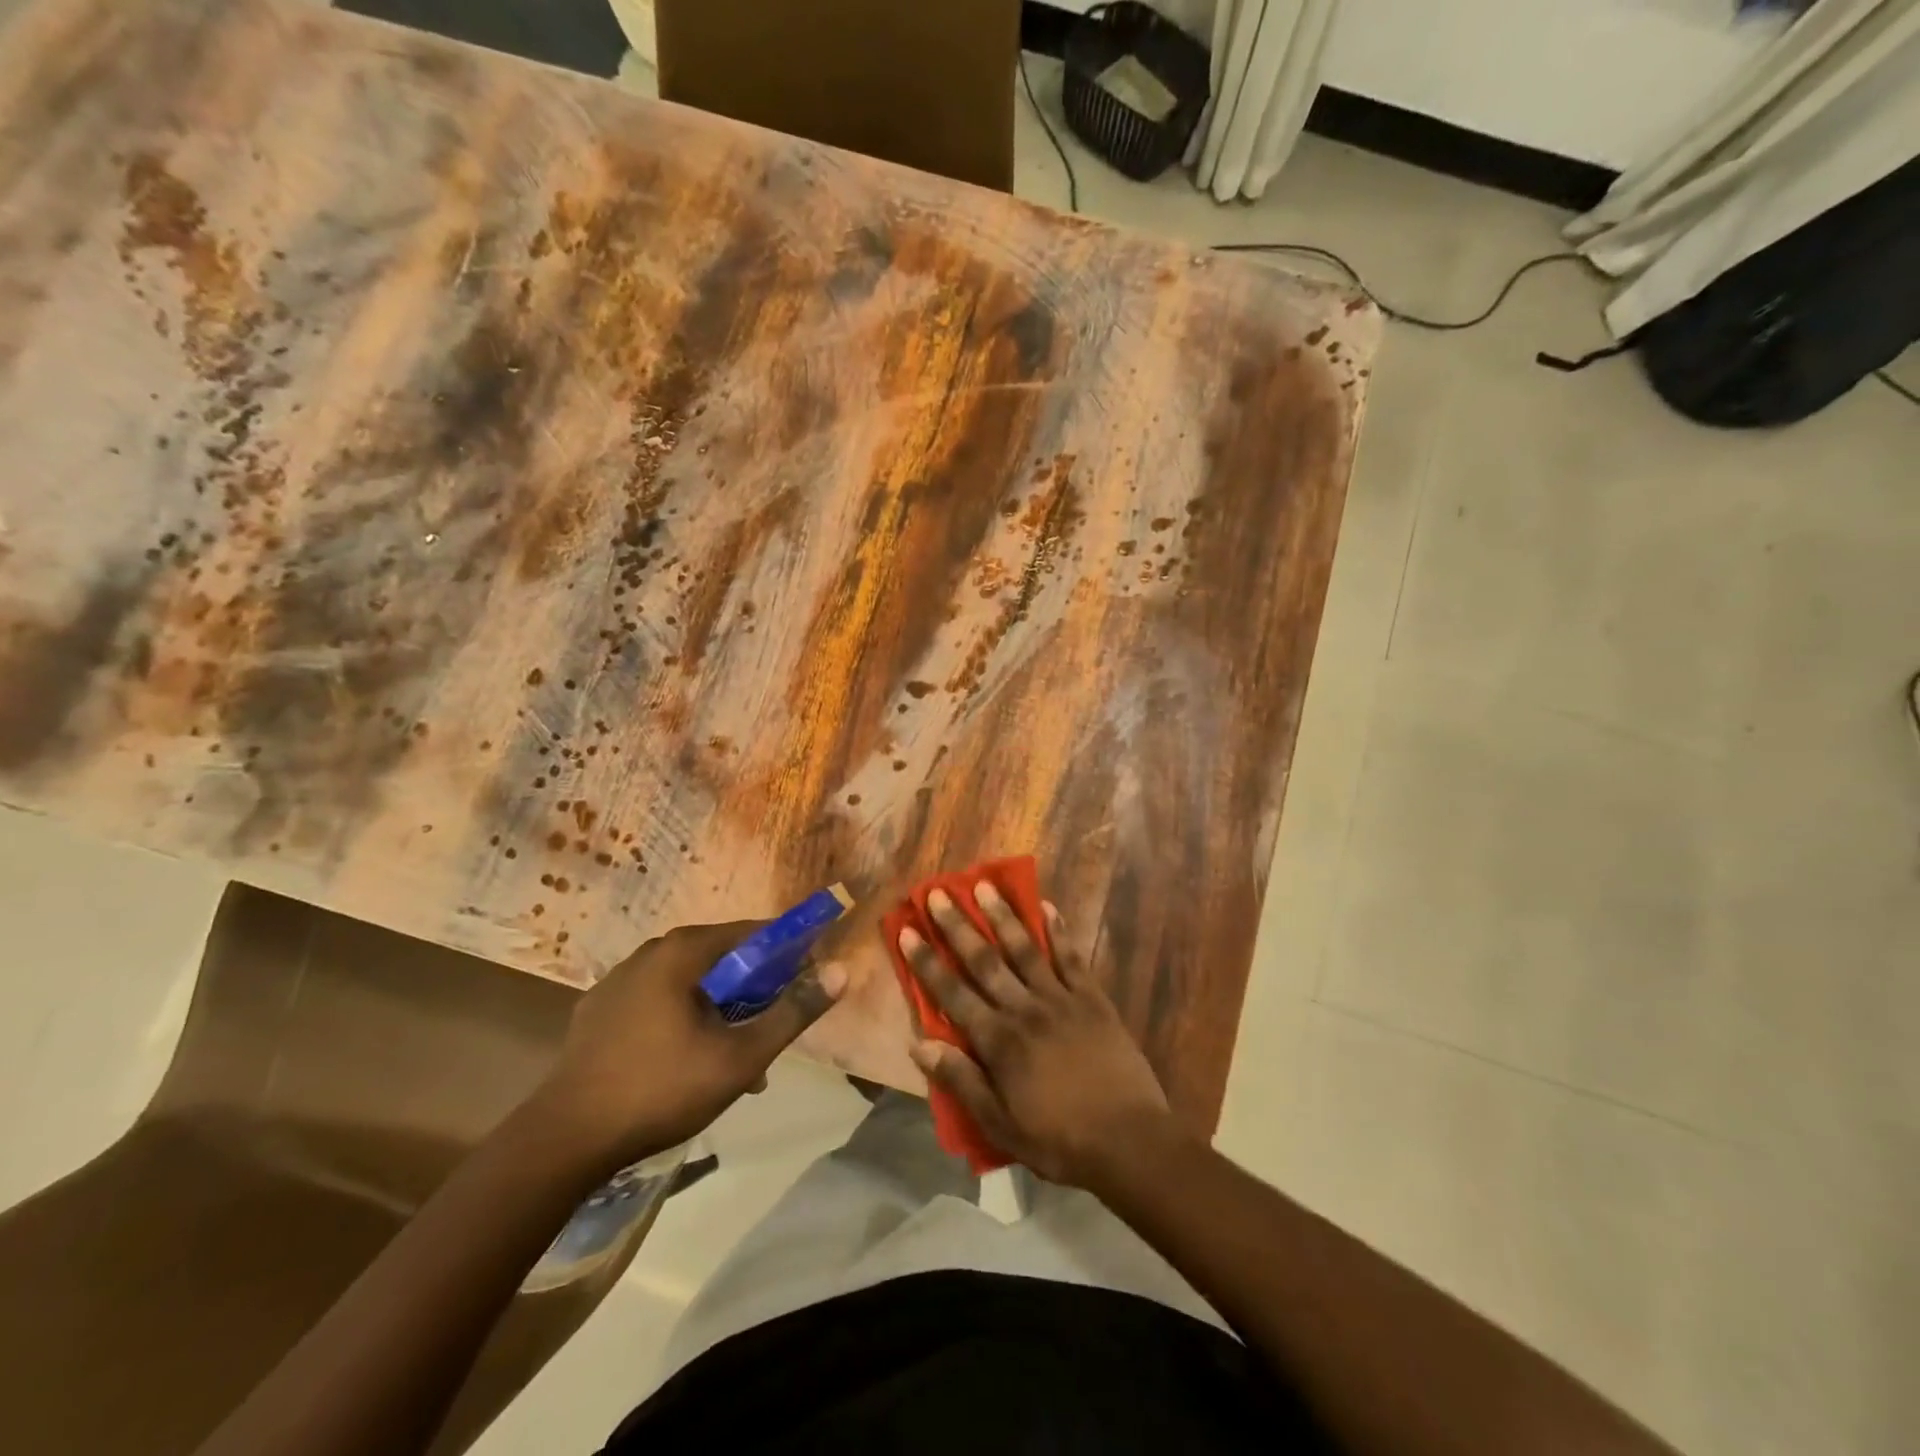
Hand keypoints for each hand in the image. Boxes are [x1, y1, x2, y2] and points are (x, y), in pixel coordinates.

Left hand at [526, 920, 845, 1170]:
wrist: (564, 1140)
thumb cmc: (661, 1089)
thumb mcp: (741, 1056)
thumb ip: (793, 1011)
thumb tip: (841, 970)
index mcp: (684, 951)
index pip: (753, 933)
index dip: (787, 955)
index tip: (805, 984)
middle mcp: (650, 953)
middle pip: (722, 959)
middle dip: (753, 994)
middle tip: (768, 1034)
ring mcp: (619, 981)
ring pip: (689, 984)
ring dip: (719, 1012)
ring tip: (732, 1063)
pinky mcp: (598, 1011)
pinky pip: (657, 1002)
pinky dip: (682, 1020)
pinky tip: (684, 1065)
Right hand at [899, 886, 1182, 1189]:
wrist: (1128, 1141)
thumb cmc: (1058, 1139)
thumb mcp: (999, 1124)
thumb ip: (960, 1081)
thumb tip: (919, 1045)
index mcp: (998, 1041)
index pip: (952, 993)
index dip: (927, 962)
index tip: (908, 931)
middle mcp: (1025, 1009)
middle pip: (985, 961)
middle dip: (958, 926)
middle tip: (939, 893)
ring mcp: (1061, 1000)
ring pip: (1025, 949)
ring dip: (1003, 916)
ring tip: (985, 885)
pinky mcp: (1092, 999)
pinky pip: (1071, 958)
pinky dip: (1059, 932)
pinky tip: (1049, 908)